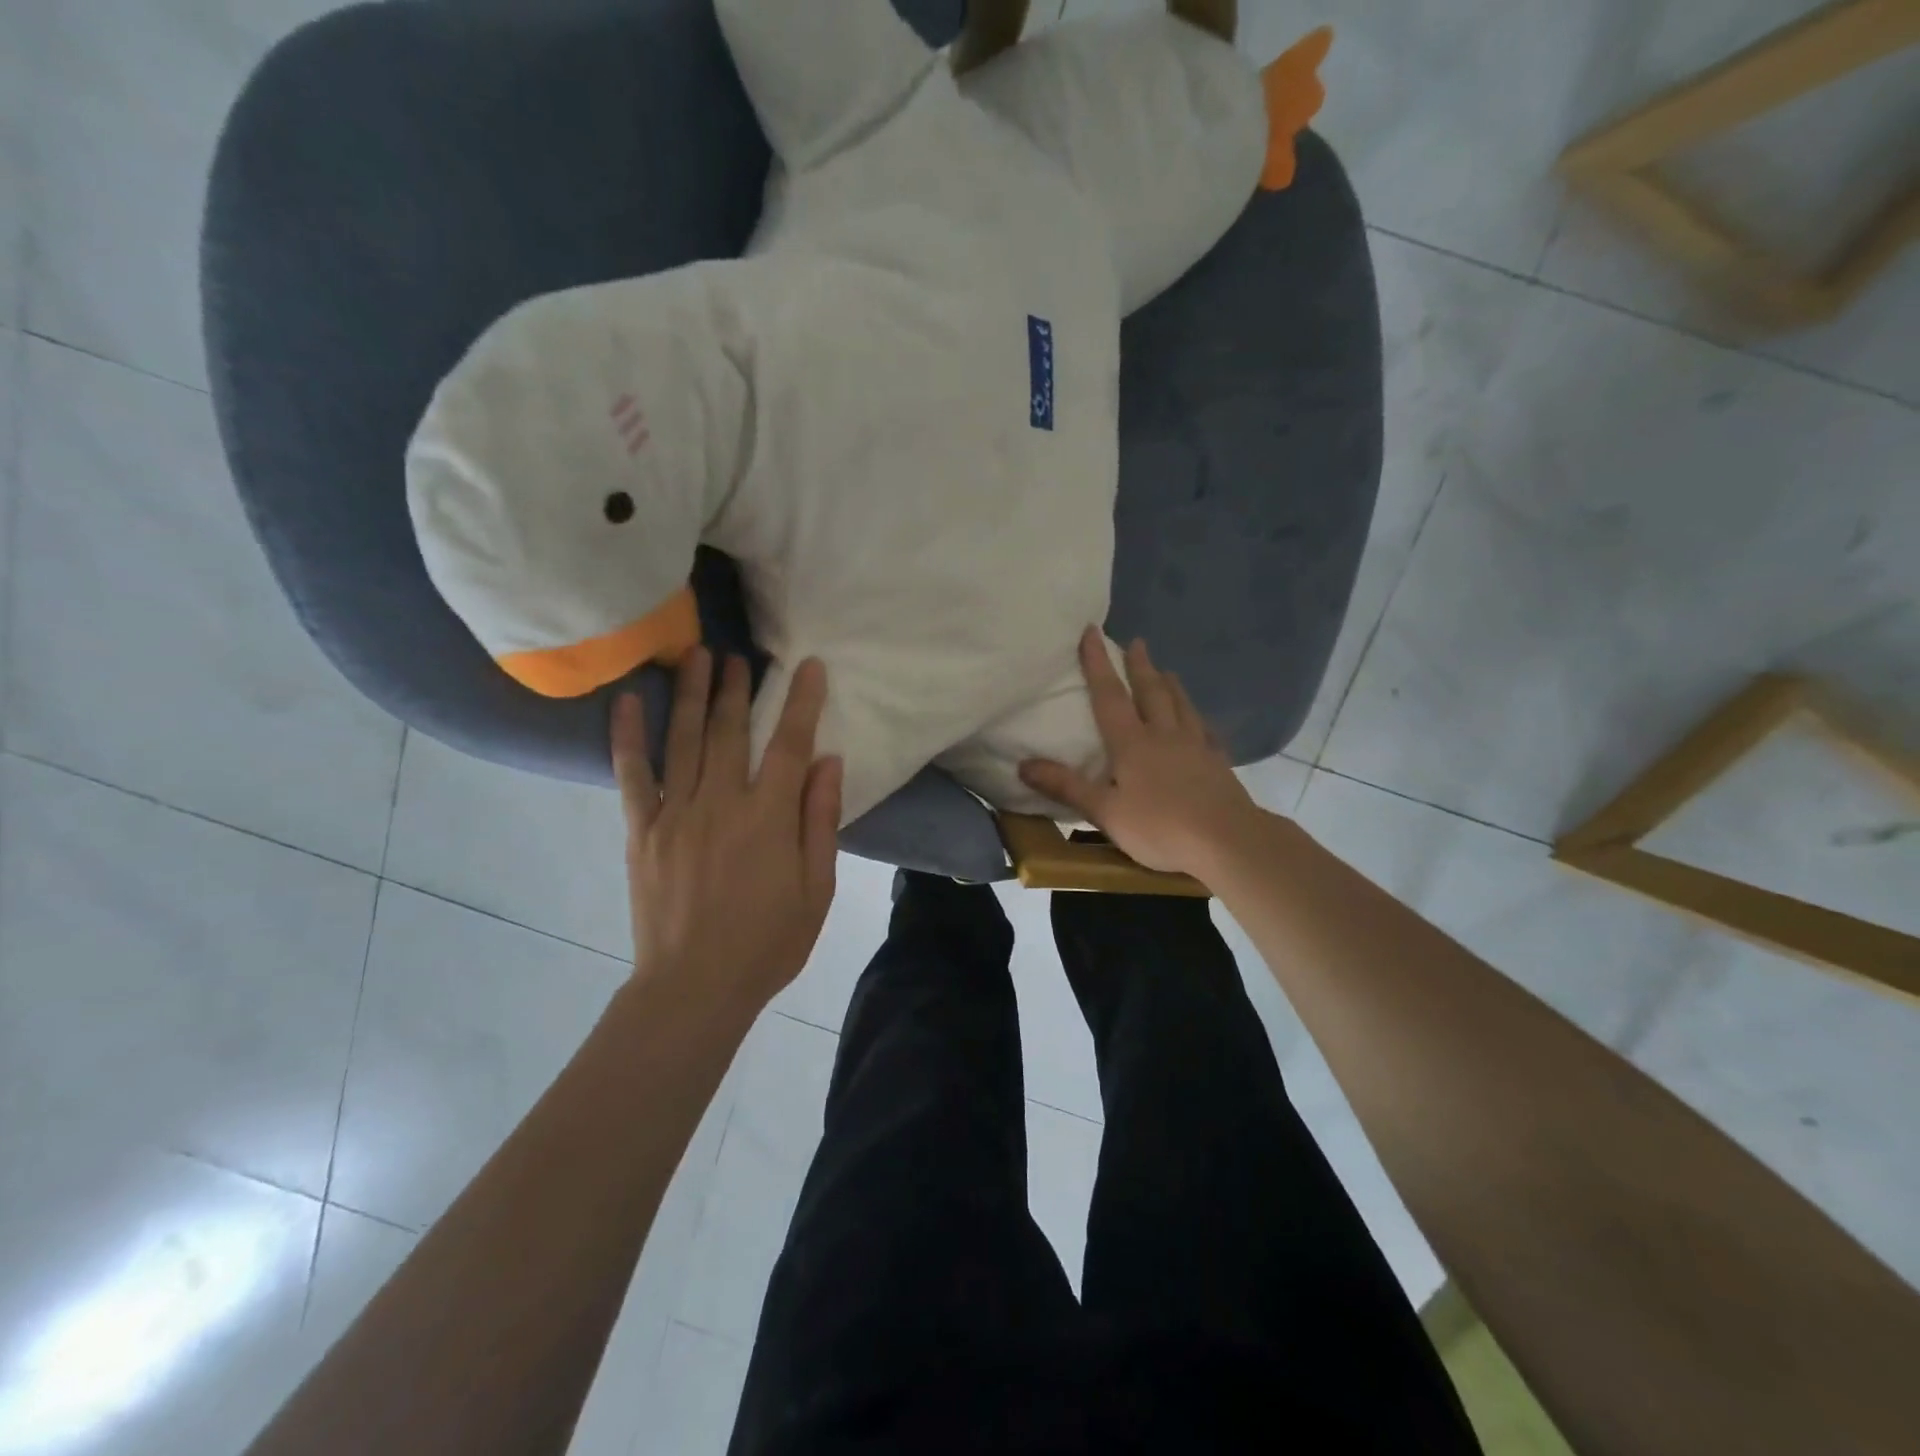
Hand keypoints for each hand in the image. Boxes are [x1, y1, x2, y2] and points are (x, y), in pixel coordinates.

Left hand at [611, 649, 842, 1008]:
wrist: (694, 987)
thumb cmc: (768, 942)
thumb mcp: (817, 888)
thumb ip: (820, 820)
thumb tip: (828, 761)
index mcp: (768, 818)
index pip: (788, 744)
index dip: (800, 702)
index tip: (806, 666)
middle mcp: (720, 803)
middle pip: (729, 731)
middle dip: (736, 688)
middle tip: (738, 654)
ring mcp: (675, 814)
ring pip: (684, 740)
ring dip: (690, 694)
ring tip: (695, 656)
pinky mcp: (641, 831)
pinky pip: (632, 776)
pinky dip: (627, 737)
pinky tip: (624, 702)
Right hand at [1019, 628, 1264, 879]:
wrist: (1227, 841)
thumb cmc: (1160, 827)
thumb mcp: (1105, 812)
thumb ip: (1066, 787)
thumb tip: (1023, 765)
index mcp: (1133, 743)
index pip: (1110, 696)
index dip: (1098, 663)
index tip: (1092, 631)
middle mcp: (1164, 735)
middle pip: (1151, 692)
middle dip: (1140, 666)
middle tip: (1137, 642)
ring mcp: (1196, 746)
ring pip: (1181, 705)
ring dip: (1170, 684)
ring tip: (1166, 670)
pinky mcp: (1218, 763)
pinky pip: (1206, 731)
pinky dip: (1198, 718)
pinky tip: (1200, 721)